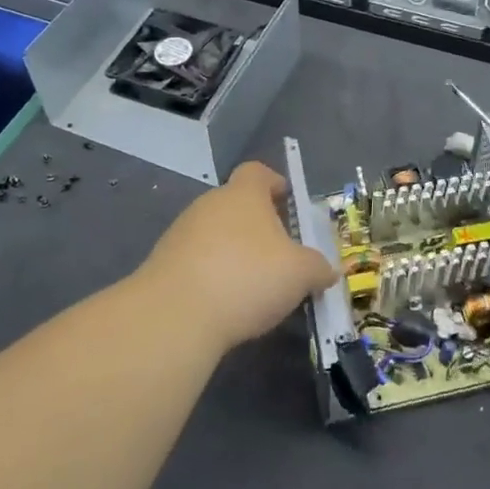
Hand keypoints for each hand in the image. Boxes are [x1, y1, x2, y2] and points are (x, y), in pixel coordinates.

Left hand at [136, 161, 337, 351]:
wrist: (174, 316)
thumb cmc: (247, 277)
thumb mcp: (300, 274)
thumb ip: (317, 267)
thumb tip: (327, 270)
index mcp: (244, 194)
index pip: (258, 172)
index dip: (275, 183)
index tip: (288, 203)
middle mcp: (210, 204)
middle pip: (237, 204)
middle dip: (258, 225)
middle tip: (279, 254)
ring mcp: (181, 233)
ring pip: (215, 234)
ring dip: (233, 253)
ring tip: (253, 286)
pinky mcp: (162, 264)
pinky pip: (196, 261)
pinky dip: (212, 276)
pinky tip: (225, 304)